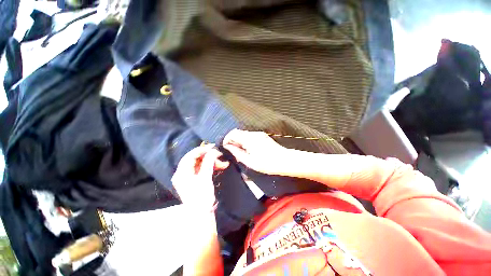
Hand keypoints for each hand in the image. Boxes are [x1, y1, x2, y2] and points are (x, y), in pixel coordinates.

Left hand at [172, 144, 228, 208]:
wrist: (203, 215)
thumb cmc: (201, 197)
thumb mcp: (205, 178)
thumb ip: (208, 162)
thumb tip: (213, 151)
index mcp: (181, 173)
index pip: (190, 156)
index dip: (202, 150)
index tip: (213, 147)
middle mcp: (184, 173)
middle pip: (196, 159)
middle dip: (209, 157)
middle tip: (220, 155)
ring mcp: (190, 176)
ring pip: (202, 164)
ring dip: (213, 162)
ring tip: (224, 164)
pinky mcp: (196, 179)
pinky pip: (204, 169)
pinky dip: (212, 167)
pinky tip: (221, 166)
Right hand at [223, 129, 288, 174]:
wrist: (285, 160)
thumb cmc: (267, 163)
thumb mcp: (249, 161)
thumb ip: (237, 153)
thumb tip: (228, 147)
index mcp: (249, 139)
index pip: (232, 133)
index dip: (226, 140)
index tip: (226, 148)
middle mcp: (253, 134)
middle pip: (237, 132)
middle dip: (232, 140)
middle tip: (233, 151)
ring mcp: (259, 134)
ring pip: (243, 134)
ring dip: (239, 141)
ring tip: (240, 152)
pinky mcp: (262, 136)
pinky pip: (249, 136)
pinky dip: (245, 141)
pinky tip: (248, 149)